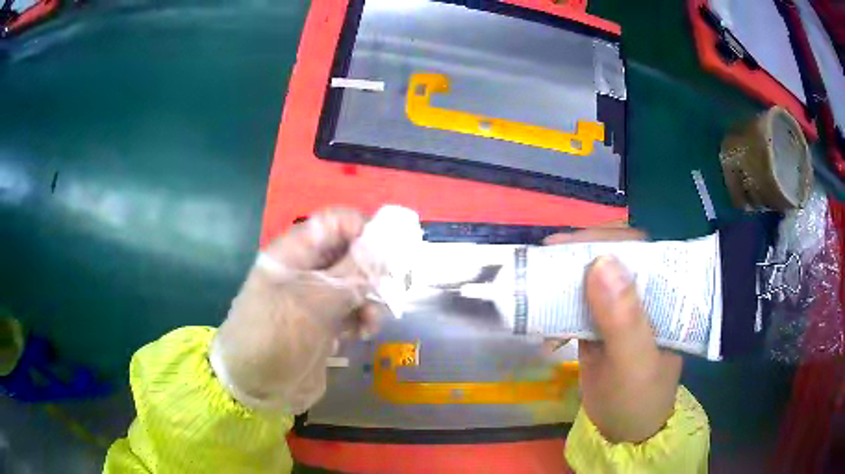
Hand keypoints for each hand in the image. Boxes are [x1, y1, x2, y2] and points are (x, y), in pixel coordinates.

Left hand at [211, 209, 379, 413]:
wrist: (255, 386)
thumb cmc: (276, 336)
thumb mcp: (314, 302)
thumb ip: (352, 274)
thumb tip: (386, 248)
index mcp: (295, 252)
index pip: (335, 222)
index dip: (363, 230)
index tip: (388, 252)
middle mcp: (306, 269)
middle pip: (350, 252)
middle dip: (373, 269)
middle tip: (388, 288)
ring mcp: (316, 297)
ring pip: (356, 283)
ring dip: (371, 298)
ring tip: (371, 320)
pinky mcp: (325, 323)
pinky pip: (354, 310)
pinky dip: (364, 318)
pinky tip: (363, 333)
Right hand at [545, 227, 682, 443]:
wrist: (624, 432)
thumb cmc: (638, 400)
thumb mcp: (634, 363)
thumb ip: (624, 319)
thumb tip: (601, 262)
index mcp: (666, 294)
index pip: (640, 247)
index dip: (604, 238)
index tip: (565, 244)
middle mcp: (646, 292)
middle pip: (613, 255)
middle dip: (578, 255)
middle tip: (543, 259)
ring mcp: (623, 307)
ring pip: (593, 276)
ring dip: (564, 280)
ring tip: (538, 289)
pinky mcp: (603, 322)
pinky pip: (579, 303)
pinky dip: (559, 309)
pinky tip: (548, 331)